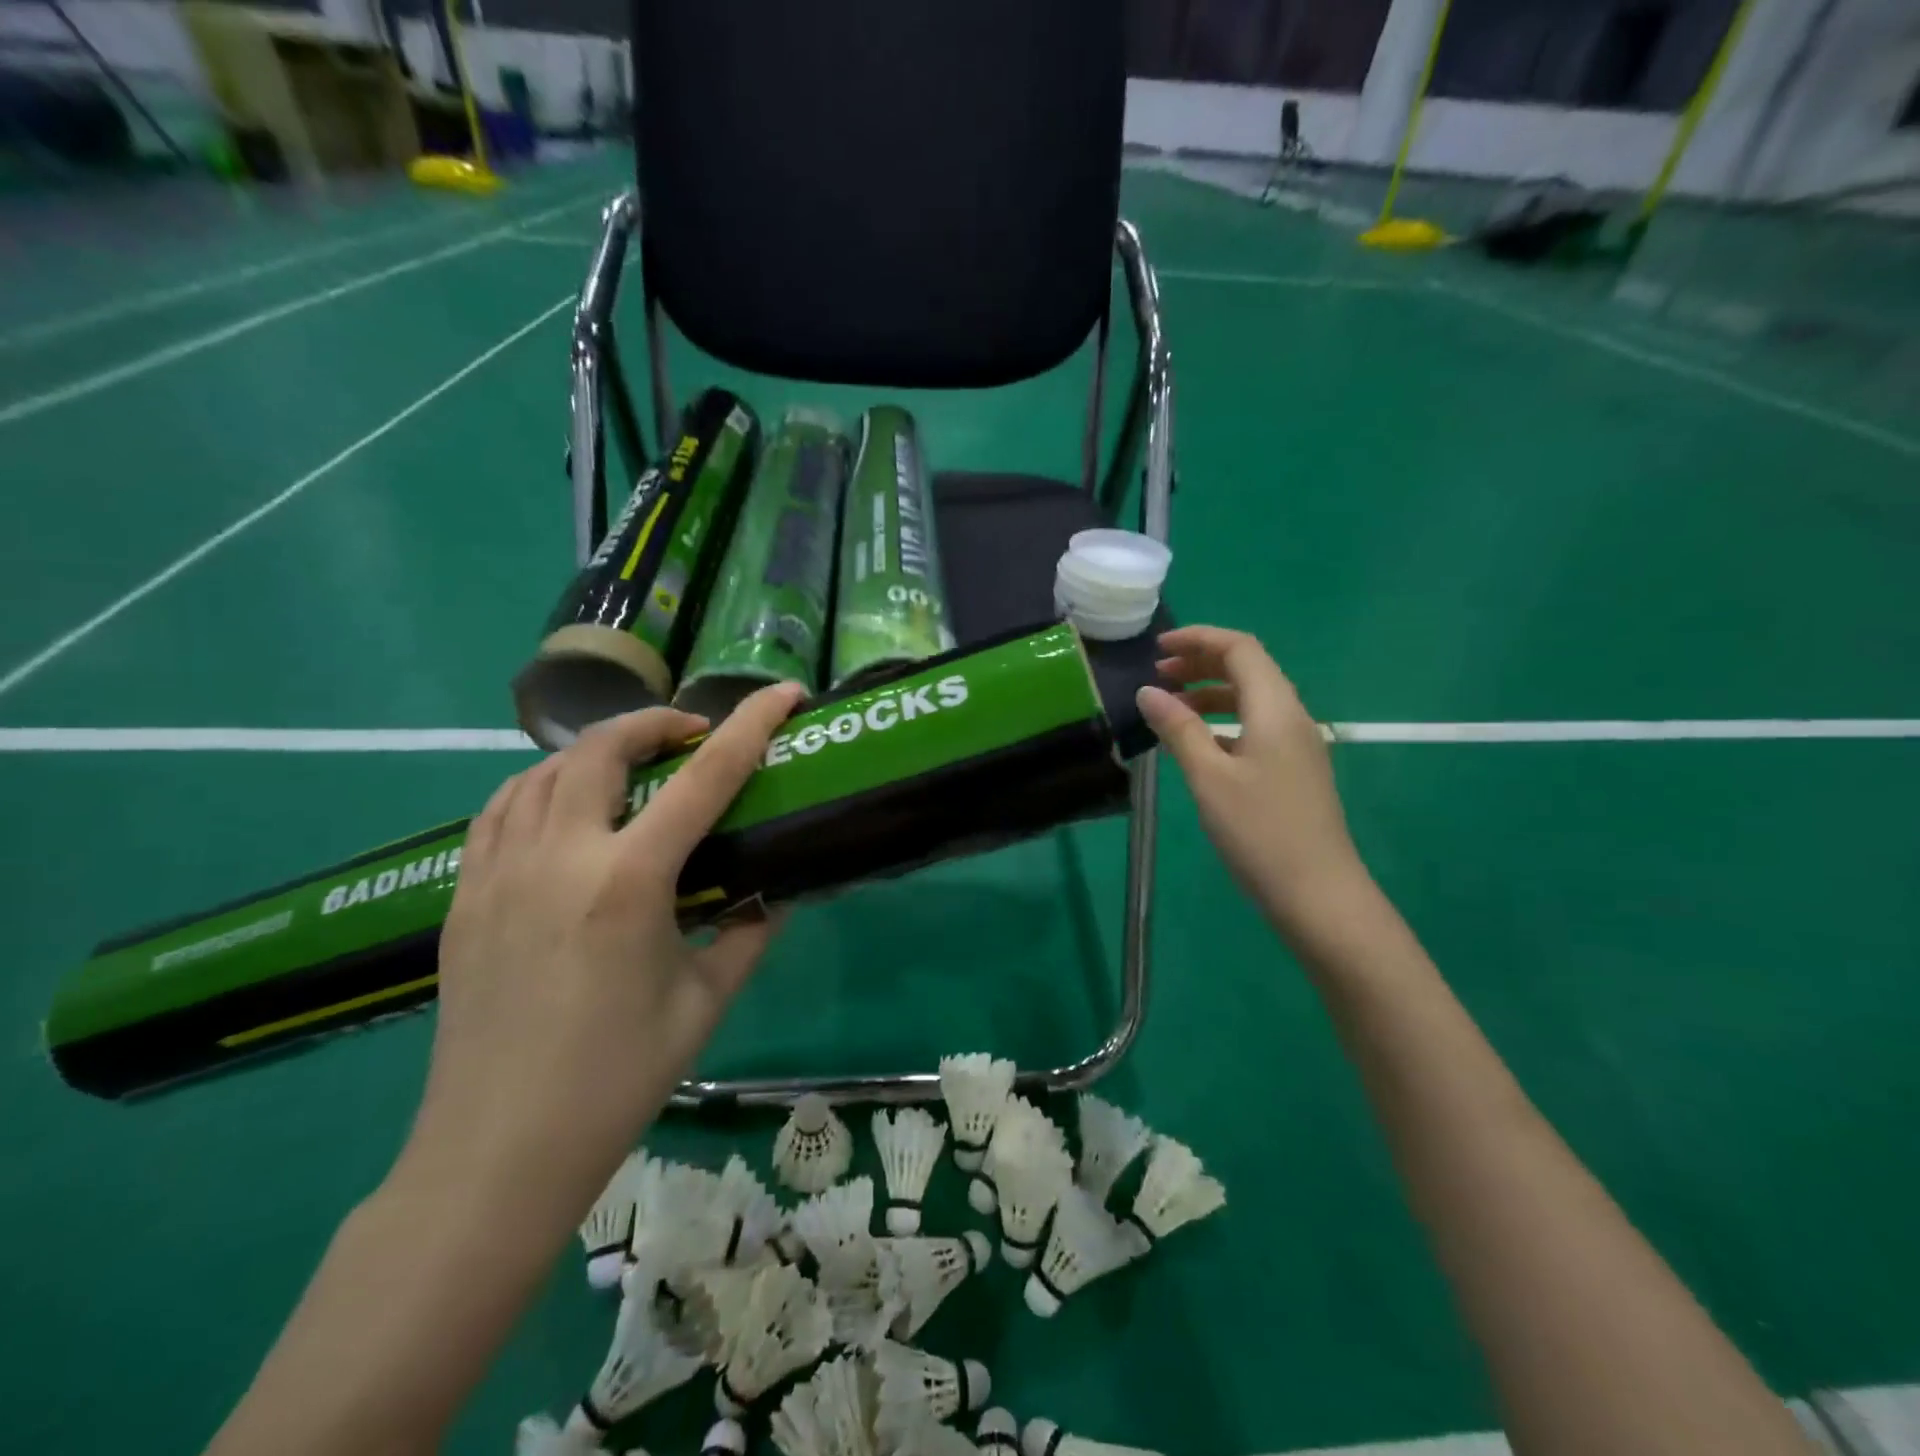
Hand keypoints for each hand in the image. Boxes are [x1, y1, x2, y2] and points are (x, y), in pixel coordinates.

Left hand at [401, 683, 804, 1201]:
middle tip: (691, 738)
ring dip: (595, 752)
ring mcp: (498, 874)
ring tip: (631, 769)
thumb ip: (748, 934)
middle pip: (601, 749)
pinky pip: (499, 811)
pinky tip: (562, 809)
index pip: (704, 779)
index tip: (783, 693)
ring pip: (540, 771)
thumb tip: (774, 892)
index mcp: (628, 883)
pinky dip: (538, 787)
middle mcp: (559, 858)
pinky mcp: (462, 897)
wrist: (496, 1153)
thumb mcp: (705, 1002)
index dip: (750, 726)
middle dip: (654, 724)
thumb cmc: (616, 1079)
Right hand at [1137, 626, 1368, 939]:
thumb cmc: (1259, 832)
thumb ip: (1178, 729)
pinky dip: (1223, 721)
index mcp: (1275, 708)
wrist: (1319, 894)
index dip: (1198, 639)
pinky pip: (1257, 726)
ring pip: (1252, 699)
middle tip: (1158, 675)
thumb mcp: (1209, 777)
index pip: (1240, 648)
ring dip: (1210, 693)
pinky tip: (1199, 745)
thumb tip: (1148, 692)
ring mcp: (1297, 745)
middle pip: (1248, 668)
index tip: (1157, 649)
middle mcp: (1292, 716)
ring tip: (1170, 708)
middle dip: (1201, 663)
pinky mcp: (1295, 770)